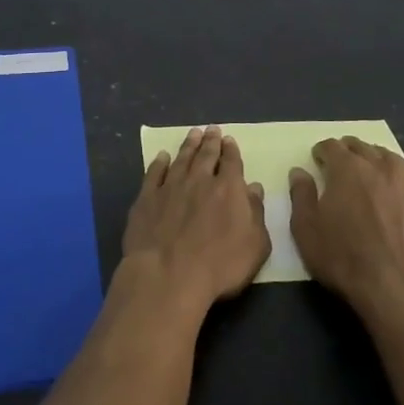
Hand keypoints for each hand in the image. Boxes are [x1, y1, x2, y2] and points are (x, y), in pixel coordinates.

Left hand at [121, 126, 269, 315]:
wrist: (168, 275)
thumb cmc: (219, 265)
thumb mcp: (255, 246)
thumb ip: (256, 213)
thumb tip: (254, 188)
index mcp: (228, 189)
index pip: (232, 162)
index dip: (231, 150)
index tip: (229, 139)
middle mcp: (199, 180)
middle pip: (206, 155)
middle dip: (211, 141)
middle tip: (211, 129)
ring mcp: (171, 187)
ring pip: (181, 159)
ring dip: (188, 145)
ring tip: (193, 134)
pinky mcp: (147, 198)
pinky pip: (154, 173)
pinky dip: (159, 163)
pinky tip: (162, 156)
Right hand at [289, 137, 403, 309]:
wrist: (394, 285)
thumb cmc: (343, 256)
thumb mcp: (306, 228)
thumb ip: (301, 195)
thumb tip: (299, 172)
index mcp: (347, 169)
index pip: (332, 147)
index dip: (322, 151)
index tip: (317, 159)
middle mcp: (377, 167)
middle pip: (361, 147)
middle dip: (348, 150)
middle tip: (341, 159)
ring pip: (389, 157)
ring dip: (376, 157)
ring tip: (370, 165)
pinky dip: (402, 175)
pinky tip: (399, 183)